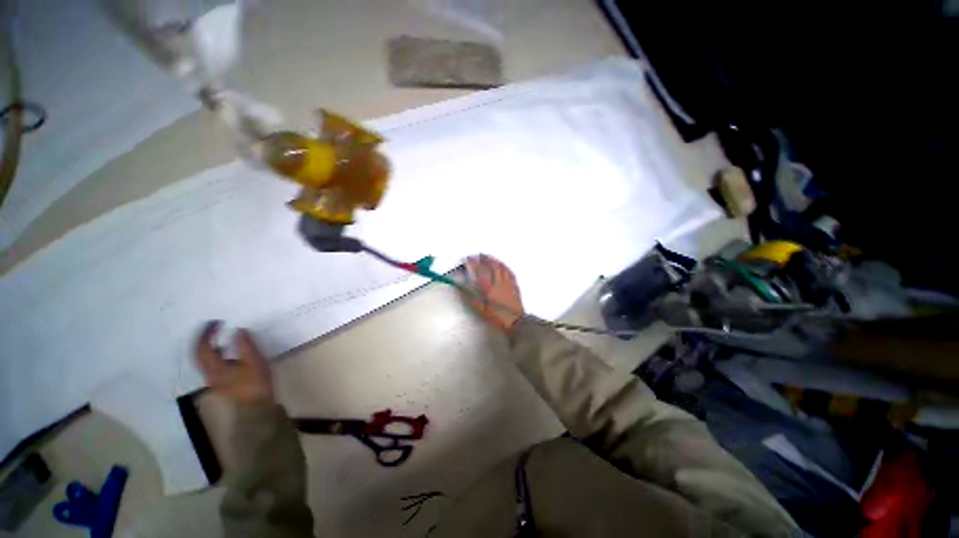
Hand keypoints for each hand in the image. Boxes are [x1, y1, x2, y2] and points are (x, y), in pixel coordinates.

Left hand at [195, 321, 274, 404]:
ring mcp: (214, 380)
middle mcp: (209, 373)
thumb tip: (237, 330)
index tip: (217, 322)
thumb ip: (245, 345)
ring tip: (219, 337)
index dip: (207, 333)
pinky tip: (227, 353)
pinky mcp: (221, 383)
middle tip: (213, 327)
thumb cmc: (255, 382)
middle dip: (203, 339)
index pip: (203, 347)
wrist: (257, 406)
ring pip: (204, 360)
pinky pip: (212, 365)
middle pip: (199, 354)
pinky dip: (215, 354)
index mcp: (215, 368)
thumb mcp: (254, 361)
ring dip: (208, 347)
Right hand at [464, 254, 524, 330]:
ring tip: (490, 257)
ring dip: (495, 260)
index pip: (480, 271)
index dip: (473, 263)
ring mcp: (508, 283)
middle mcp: (498, 282)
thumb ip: (471, 297)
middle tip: (479, 255)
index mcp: (489, 288)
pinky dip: (504, 266)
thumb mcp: (480, 309)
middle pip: (492, 266)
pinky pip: (509, 272)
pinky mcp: (514, 286)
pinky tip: (503, 266)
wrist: (515, 322)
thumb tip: (462, 286)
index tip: (468, 258)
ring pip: (502, 267)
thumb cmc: (496, 317)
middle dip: (485, 258)